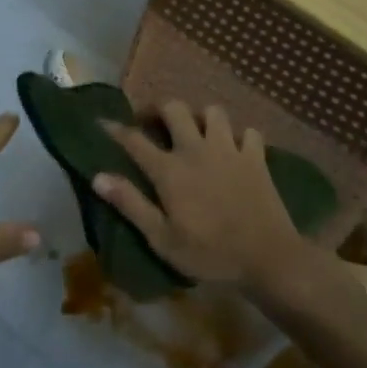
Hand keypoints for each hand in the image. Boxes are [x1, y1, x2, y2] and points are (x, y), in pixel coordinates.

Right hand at [93, 100, 302, 288]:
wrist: (268, 258)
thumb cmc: (210, 254)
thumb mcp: (162, 239)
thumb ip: (131, 204)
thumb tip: (98, 177)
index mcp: (170, 170)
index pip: (134, 140)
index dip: (115, 128)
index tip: (103, 122)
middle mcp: (196, 149)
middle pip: (174, 108)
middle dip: (159, 110)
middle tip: (154, 124)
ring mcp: (229, 149)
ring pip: (213, 112)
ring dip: (201, 118)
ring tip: (196, 133)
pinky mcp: (256, 157)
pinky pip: (248, 132)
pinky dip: (240, 136)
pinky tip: (235, 150)